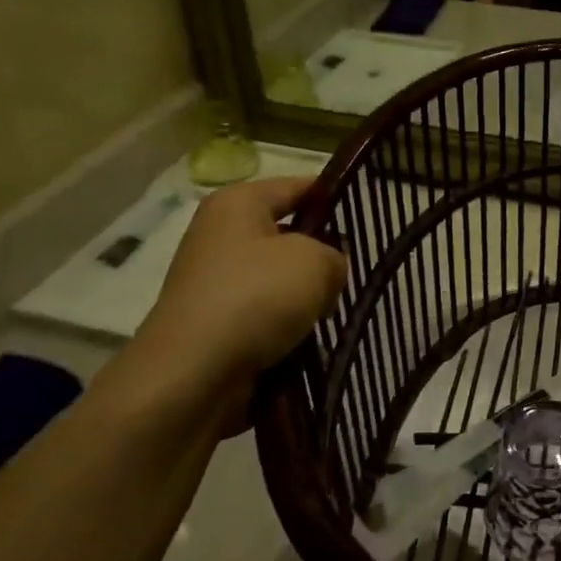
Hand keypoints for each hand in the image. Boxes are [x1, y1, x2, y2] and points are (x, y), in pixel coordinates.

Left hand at [128, 177, 345, 422]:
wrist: (192, 374)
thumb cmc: (256, 297)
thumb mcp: (317, 262)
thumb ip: (335, 257)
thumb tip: (326, 272)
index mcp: (238, 203)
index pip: (299, 187)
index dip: (335, 198)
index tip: (368, 218)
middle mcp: (219, 234)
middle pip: (288, 234)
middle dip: (321, 255)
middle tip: (353, 272)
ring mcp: (212, 280)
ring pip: (278, 278)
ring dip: (304, 296)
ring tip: (330, 312)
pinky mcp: (213, 322)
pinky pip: (263, 313)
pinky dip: (284, 326)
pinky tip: (306, 339)